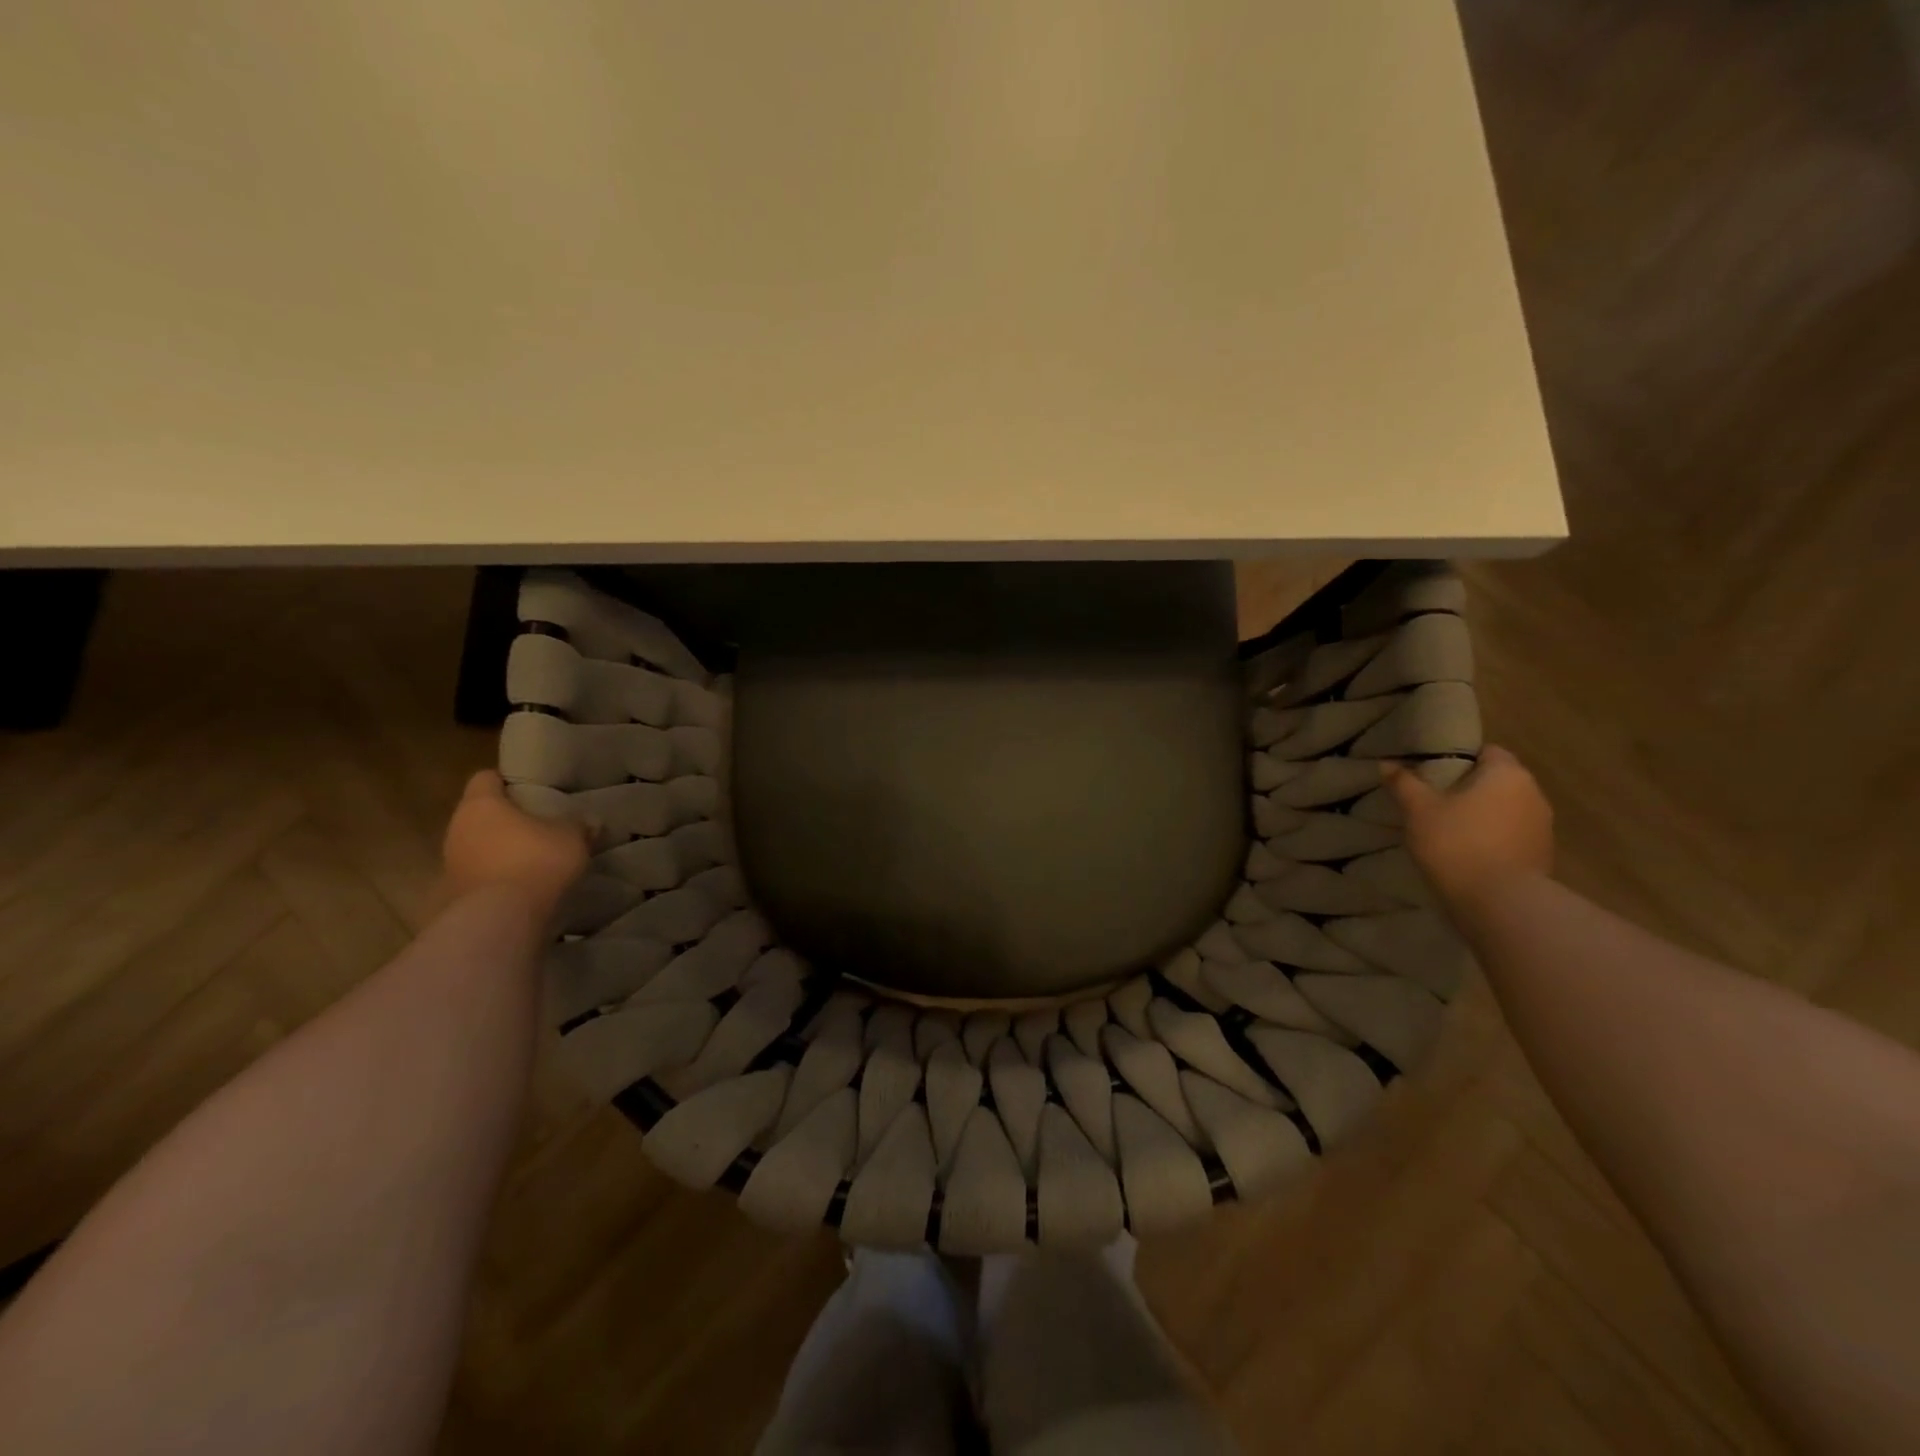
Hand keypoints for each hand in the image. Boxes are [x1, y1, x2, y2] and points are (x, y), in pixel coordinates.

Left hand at [439, 770, 588, 913]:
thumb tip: (591, 822)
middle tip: (536, 825)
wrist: (500, 919)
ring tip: (531, 858)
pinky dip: (496, 877)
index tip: (529, 789)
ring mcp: (450, 863)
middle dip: (504, 819)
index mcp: (482, 804)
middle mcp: (457, 828)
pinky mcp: (453, 895)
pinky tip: (521, 886)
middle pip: (479, 814)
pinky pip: (478, 876)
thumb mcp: (572, 838)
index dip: (506, 781)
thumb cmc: (535, 861)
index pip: (485, 778)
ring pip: (476, 846)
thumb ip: (579, 826)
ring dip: (498, 850)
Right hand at [1385, 746, 1553, 914]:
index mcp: (1507, 774)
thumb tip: (1386, 763)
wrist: (1500, 903)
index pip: (1487, 751)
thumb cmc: (1456, 843)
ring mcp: (1542, 826)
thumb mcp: (1418, 810)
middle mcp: (1533, 793)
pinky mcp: (1542, 855)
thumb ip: (1403, 783)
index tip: (1433, 772)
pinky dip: (1493, 837)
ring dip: (1483, 814)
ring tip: (1449, 828)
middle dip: (1470, 787)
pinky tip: (1468, 852)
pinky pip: (1512, 834)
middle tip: (1434, 800)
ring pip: (1506, 808)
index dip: (1459, 758)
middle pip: (1498, 780)